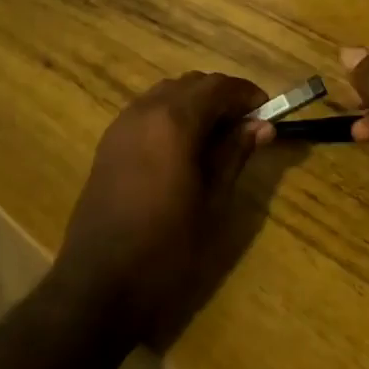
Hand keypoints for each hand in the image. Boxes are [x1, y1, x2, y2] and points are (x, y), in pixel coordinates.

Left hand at [54, 71, 272, 345]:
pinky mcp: (108, 143)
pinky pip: (146, 110)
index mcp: (174, 121)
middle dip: (222, 96)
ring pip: (167, 93)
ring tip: (217, 137)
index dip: (247, 94)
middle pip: (191, 83)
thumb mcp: (212, 203)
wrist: (100, 285)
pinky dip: (170, 114)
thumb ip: (235, 155)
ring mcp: (122, 124)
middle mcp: (145, 110)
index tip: (268, 114)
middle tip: (246, 127)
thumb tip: (262, 126)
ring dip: (195, 103)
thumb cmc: (166, 248)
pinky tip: (182, 148)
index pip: (219, 86)